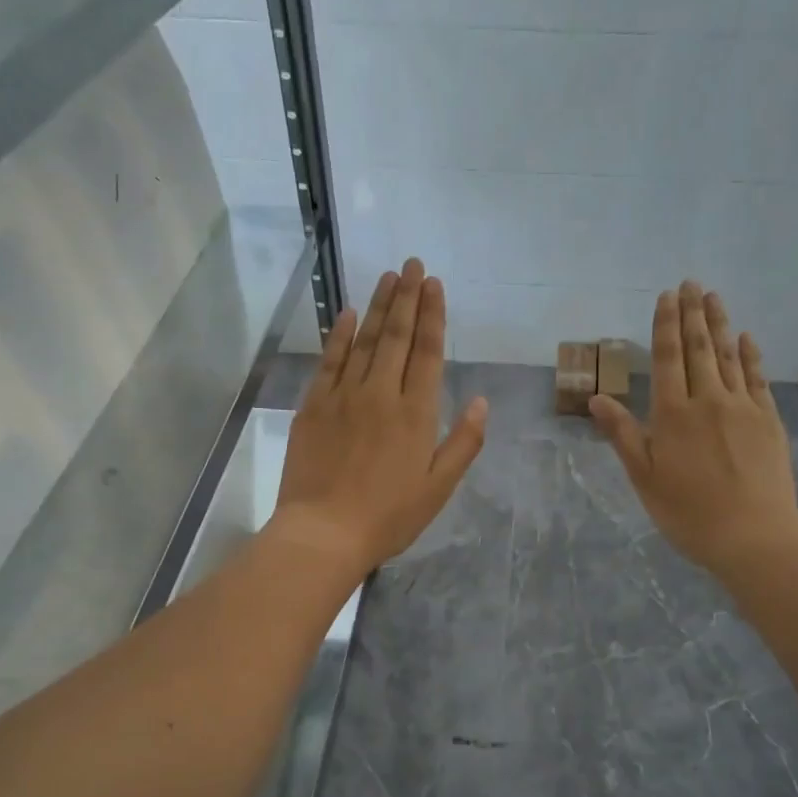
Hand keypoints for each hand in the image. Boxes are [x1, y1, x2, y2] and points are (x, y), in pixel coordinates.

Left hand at [270, 258, 486, 576]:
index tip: (434, 284)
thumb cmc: (389, 517)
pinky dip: (339, 334)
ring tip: (388, 276)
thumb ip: (463, 444)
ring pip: (364, 340)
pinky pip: (329, 360)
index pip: (427, 353)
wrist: (325, 532)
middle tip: (412, 264)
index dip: (432, 316)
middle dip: (407, 297)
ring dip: (378, 306)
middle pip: (396, 337)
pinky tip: (348, 313)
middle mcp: (381, 394)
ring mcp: (344, 397)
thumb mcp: (438, 488)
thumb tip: (483, 403)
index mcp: (416, 414)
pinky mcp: (314, 406)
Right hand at [588, 281, 797, 577]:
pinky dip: (750, 354)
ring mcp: (743, 407)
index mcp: (673, 415)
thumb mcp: (644, 478)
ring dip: (720, 324)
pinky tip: (746, 338)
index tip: (666, 296)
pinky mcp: (769, 419)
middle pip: (699, 348)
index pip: (668, 358)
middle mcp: (708, 400)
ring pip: (729, 356)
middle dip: (693, 314)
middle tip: (691, 283)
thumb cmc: (688, 512)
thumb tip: (597, 398)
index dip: (666, 325)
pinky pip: (757, 377)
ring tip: (713, 297)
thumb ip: (622, 435)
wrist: (752, 534)